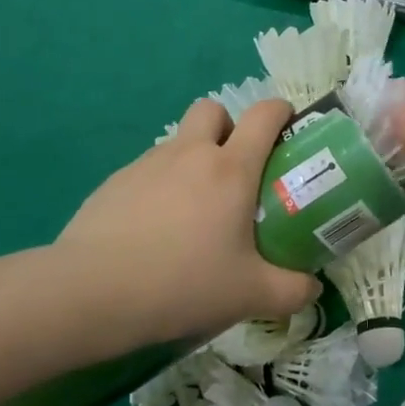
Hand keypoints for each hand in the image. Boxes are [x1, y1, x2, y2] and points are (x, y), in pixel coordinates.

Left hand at [58, 99, 320, 344]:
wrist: (92, 292)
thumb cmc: (184, 283)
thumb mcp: (250, 295)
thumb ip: (292, 291)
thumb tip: (312, 288)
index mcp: (230, 169)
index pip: (264, 114)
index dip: (281, 112)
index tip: (289, 130)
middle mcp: (189, 154)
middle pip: (213, 110)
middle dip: (228, 127)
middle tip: (235, 171)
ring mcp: (147, 164)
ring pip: (178, 142)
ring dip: (193, 160)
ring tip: (193, 213)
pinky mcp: (114, 183)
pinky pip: (148, 172)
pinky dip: (160, 188)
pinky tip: (154, 232)